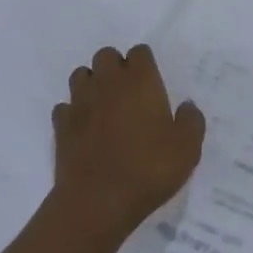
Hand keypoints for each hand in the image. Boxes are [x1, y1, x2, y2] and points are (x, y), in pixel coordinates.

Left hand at [51, 45, 205, 238]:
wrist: (98, 200)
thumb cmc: (148, 169)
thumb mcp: (187, 149)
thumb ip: (191, 121)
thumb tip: (186, 106)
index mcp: (140, 81)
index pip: (139, 52)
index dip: (145, 64)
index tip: (152, 83)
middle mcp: (107, 83)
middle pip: (106, 55)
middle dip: (116, 67)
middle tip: (129, 93)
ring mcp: (80, 102)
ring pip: (81, 75)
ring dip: (93, 83)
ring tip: (105, 106)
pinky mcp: (61, 125)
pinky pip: (65, 106)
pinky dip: (74, 111)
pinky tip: (85, 128)